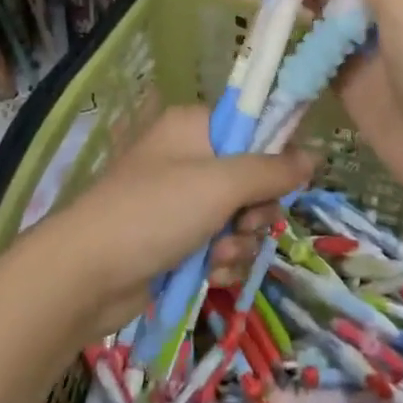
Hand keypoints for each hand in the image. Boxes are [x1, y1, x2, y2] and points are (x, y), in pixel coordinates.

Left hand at [24, 105, 312, 343]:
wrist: (87, 274)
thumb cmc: (154, 212)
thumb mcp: (220, 185)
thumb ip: (271, 170)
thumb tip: (315, 155)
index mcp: (194, 128)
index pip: (252, 127)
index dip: (273, 155)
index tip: (284, 180)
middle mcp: (189, 158)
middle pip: (253, 179)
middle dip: (255, 212)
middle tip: (242, 224)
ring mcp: (182, 202)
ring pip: (240, 219)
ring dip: (239, 244)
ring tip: (216, 257)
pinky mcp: (177, 241)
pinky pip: (221, 246)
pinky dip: (221, 263)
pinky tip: (209, 275)